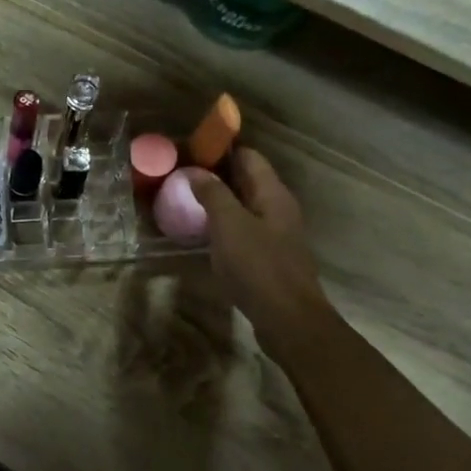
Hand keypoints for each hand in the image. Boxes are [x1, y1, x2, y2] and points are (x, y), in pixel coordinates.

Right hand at [188, 148, 332, 349]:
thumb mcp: (229, 225)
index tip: (191, 150)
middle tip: (183, 176)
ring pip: (246, 207)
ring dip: (220, 201)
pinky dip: (225, 225)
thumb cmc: (258, 267)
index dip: (221, 150)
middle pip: (248, 181)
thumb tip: (197, 171)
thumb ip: (214, 194)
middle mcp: (279, 209)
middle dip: (218, 175)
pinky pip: (245, 230)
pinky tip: (205, 234)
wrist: (288, 320)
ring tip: (188, 202)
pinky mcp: (270, 258)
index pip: (249, 157)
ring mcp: (277, 234)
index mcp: (273, 194)